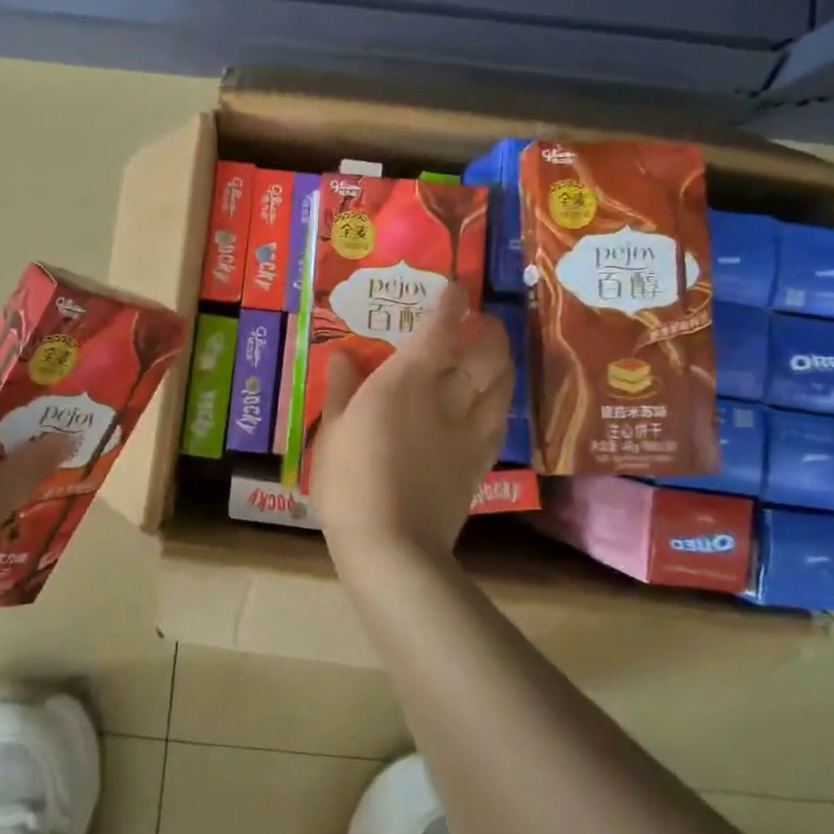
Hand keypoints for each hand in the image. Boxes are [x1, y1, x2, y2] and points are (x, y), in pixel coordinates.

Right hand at [312, 282, 514, 557]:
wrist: (392, 544)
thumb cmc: (350, 482)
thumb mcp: (331, 432)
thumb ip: (341, 390)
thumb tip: (343, 356)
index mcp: (406, 381)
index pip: (439, 330)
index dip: (451, 304)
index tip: (456, 289)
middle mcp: (446, 396)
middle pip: (485, 353)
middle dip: (488, 330)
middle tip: (480, 321)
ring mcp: (469, 430)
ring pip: (501, 384)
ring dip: (502, 361)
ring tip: (494, 354)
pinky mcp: (480, 462)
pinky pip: (498, 422)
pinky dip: (499, 402)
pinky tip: (492, 404)